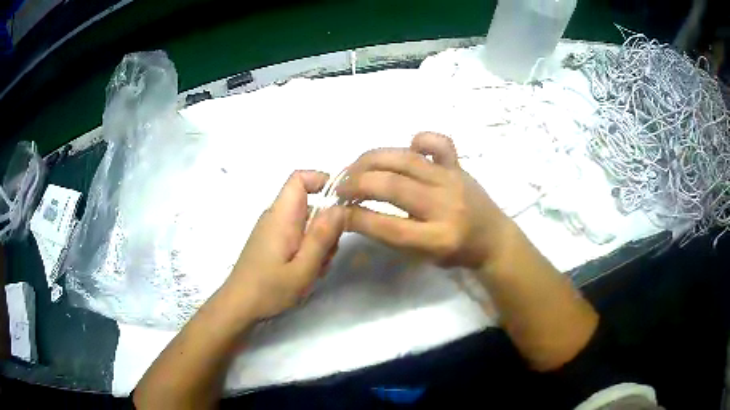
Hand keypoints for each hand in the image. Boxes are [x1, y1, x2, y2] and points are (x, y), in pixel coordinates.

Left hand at [226, 171, 344, 318]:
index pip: (299, 178)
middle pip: (309, 205)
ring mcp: (272, 230)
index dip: (322, 180)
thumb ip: (322, 237)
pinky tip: (305, 272)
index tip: (341, 202)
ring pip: (305, 223)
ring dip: (318, 242)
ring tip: (315, 269)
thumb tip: (340, 208)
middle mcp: (275, 217)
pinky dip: (307, 249)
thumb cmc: (269, 289)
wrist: (238, 306)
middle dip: (326, 225)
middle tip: (327, 255)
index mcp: (281, 216)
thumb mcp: (303, 268)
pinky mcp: (271, 242)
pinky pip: (296, 235)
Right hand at [338, 132, 510, 268]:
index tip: (335, 211)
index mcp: (437, 239)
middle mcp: (446, 206)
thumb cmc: (454, 253)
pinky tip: (404, 149)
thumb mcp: (420, 256)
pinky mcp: (459, 165)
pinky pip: (438, 142)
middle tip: (339, 188)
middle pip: (391, 186)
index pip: (386, 225)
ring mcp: (453, 180)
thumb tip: (353, 211)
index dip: (354, 216)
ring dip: (371, 160)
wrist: (494, 239)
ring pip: (405, 160)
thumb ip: (389, 234)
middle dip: (355, 184)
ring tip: (354, 168)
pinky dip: (418, 139)